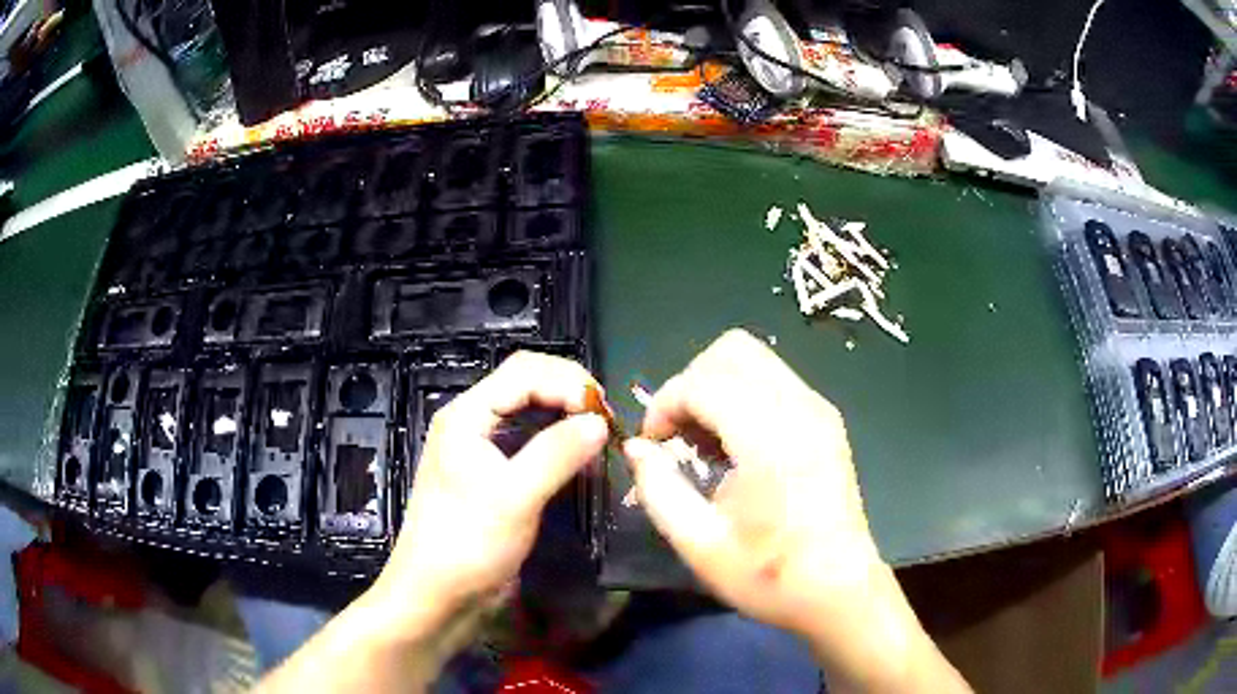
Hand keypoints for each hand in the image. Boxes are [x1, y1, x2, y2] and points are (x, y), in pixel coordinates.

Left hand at [372, 351, 608, 637]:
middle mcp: (472, 423)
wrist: (437, 594)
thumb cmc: (468, 543)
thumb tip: (600, 421)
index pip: (523, 372)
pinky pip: (528, 442)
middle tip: (605, 420)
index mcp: (466, 415)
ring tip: (599, 435)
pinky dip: (557, 442)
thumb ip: (557, 453)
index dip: (567, 381)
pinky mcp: (492, 475)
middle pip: (525, 384)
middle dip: (568, 393)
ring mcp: (481, 449)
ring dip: (564, 416)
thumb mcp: (515, 497)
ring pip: (528, 412)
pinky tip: (579, 459)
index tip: (603, 411)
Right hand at [624, 330, 967, 692]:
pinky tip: (736, 445)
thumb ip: (659, 488)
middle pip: (732, 350)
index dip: (664, 405)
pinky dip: (742, 394)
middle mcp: (800, 408)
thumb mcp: (699, 543)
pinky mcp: (826, 419)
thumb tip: (636, 449)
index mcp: (771, 438)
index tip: (651, 445)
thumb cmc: (769, 575)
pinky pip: (774, 380)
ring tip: (704, 441)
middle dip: (691, 382)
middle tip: (677, 434)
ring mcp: (819, 409)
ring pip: (755, 358)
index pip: (703, 382)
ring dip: (716, 386)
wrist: (839, 591)